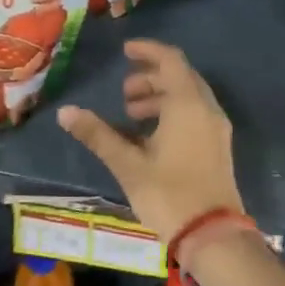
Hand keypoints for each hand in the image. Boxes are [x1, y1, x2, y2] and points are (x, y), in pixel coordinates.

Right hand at [57, 39, 243, 241]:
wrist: (212, 235)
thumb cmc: (169, 194)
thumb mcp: (128, 164)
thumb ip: (98, 134)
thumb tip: (66, 112)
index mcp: (187, 105)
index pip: (170, 60)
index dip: (147, 51)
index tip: (124, 51)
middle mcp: (207, 109)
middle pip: (180, 77)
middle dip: (151, 77)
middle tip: (124, 93)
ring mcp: (216, 129)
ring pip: (189, 98)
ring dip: (160, 97)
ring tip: (130, 116)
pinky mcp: (218, 148)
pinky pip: (195, 115)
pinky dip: (173, 113)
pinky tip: (150, 137)